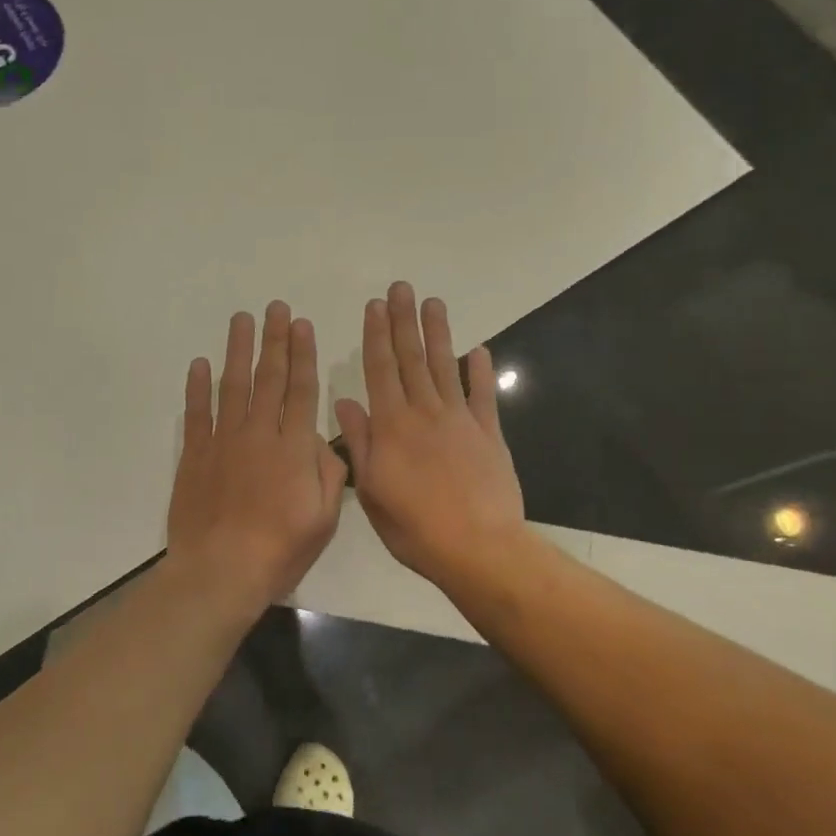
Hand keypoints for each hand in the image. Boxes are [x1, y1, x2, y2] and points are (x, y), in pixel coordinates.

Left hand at [167, 302, 348, 609]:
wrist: (220, 570)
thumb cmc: (279, 550)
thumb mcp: (324, 518)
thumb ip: (328, 473)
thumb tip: (321, 440)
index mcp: (294, 448)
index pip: (301, 390)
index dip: (303, 356)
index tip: (302, 326)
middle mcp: (258, 434)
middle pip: (269, 378)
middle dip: (274, 340)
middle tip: (275, 308)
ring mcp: (223, 441)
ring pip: (233, 386)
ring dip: (238, 350)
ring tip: (242, 319)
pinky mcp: (194, 455)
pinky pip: (196, 413)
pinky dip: (197, 387)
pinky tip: (199, 363)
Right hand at [334, 283, 525, 586]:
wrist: (477, 547)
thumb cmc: (414, 526)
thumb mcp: (372, 490)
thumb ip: (359, 443)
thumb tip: (345, 402)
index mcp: (391, 426)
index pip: (380, 371)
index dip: (376, 336)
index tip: (374, 307)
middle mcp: (424, 413)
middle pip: (412, 359)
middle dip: (405, 322)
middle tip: (401, 288)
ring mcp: (460, 421)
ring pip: (444, 368)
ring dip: (438, 334)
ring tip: (433, 303)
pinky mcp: (489, 435)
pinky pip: (483, 396)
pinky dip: (480, 372)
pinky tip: (479, 350)